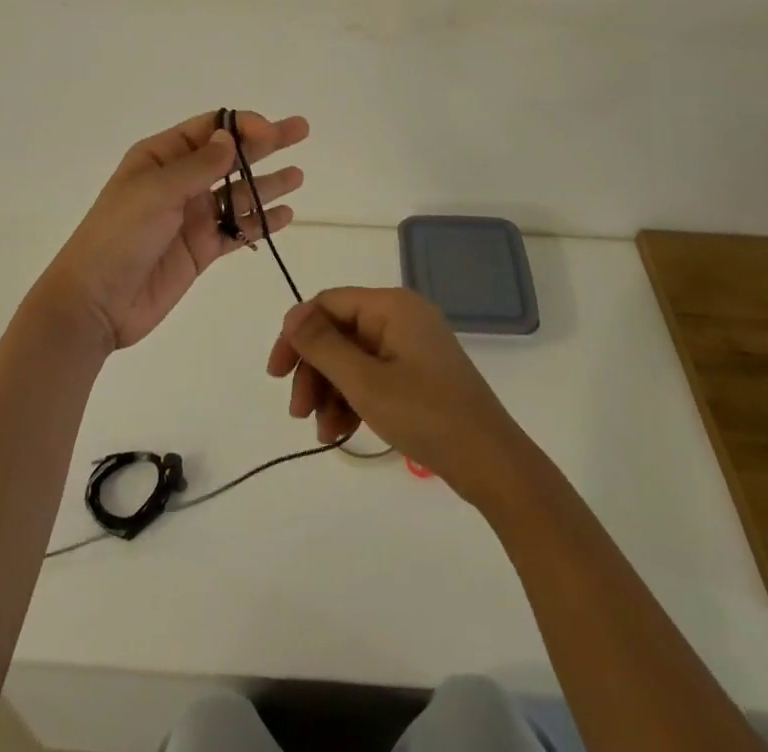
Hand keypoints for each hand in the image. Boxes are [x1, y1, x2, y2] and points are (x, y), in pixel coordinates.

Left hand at [37, 110, 309, 351]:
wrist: (95, 303)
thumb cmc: (119, 236)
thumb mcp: (156, 192)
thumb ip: (199, 166)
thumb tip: (231, 137)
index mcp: (160, 158)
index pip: (208, 129)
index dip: (242, 125)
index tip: (272, 131)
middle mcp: (179, 182)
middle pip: (230, 156)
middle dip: (266, 144)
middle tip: (301, 130)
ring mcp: (192, 216)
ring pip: (239, 194)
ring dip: (268, 184)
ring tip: (298, 176)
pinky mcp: (201, 249)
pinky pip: (237, 230)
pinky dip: (261, 223)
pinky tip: (286, 215)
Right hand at [267, 287, 526, 503]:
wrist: (491, 463)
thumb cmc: (426, 414)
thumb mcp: (365, 382)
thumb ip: (323, 346)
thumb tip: (292, 316)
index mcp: (392, 306)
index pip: (328, 304)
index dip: (297, 334)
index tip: (276, 373)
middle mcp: (401, 317)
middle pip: (339, 333)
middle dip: (314, 371)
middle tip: (297, 412)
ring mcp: (411, 347)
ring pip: (352, 359)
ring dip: (330, 392)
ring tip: (322, 432)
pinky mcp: (417, 375)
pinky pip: (372, 376)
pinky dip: (353, 400)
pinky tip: (340, 433)